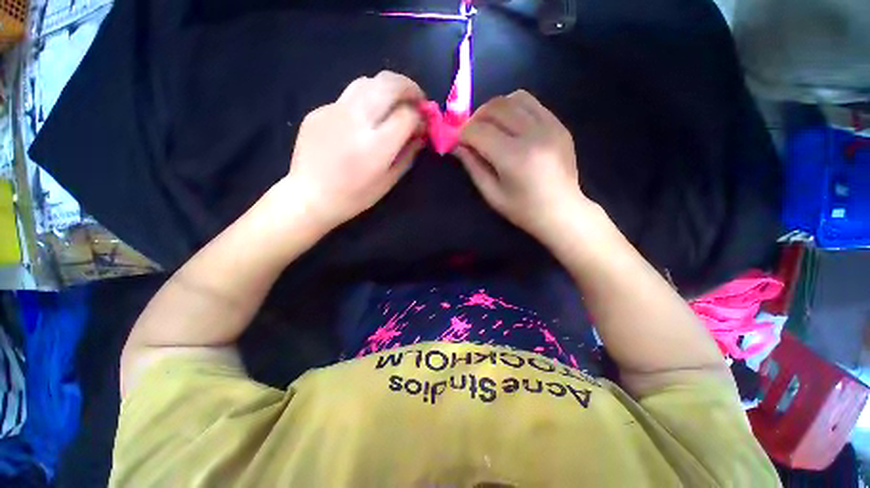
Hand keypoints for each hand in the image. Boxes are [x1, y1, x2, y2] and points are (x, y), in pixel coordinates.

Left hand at [281, 71, 424, 230]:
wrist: (310, 196)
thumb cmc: (354, 196)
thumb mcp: (388, 181)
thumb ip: (408, 154)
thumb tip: (421, 134)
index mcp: (376, 146)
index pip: (407, 115)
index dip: (420, 116)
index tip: (423, 123)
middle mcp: (356, 120)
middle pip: (389, 84)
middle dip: (409, 88)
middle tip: (416, 100)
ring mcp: (334, 111)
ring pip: (368, 81)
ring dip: (387, 88)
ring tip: (393, 103)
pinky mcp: (319, 109)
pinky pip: (348, 96)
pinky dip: (365, 100)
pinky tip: (364, 119)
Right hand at [454, 90, 591, 242]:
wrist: (563, 212)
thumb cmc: (523, 210)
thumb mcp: (492, 194)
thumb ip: (473, 167)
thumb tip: (457, 146)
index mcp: (514, 157)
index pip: (479, 131)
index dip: (463, 134)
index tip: (459, 143)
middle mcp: (533, 134)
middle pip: (496, 107)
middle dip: (476, 118)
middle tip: (472, 134)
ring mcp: (550, 126)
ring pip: (514, 98)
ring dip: (495, 109)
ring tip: (491, 127)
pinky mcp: (559, 124)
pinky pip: (531, 103)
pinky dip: (514, 109)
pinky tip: (511, 127)